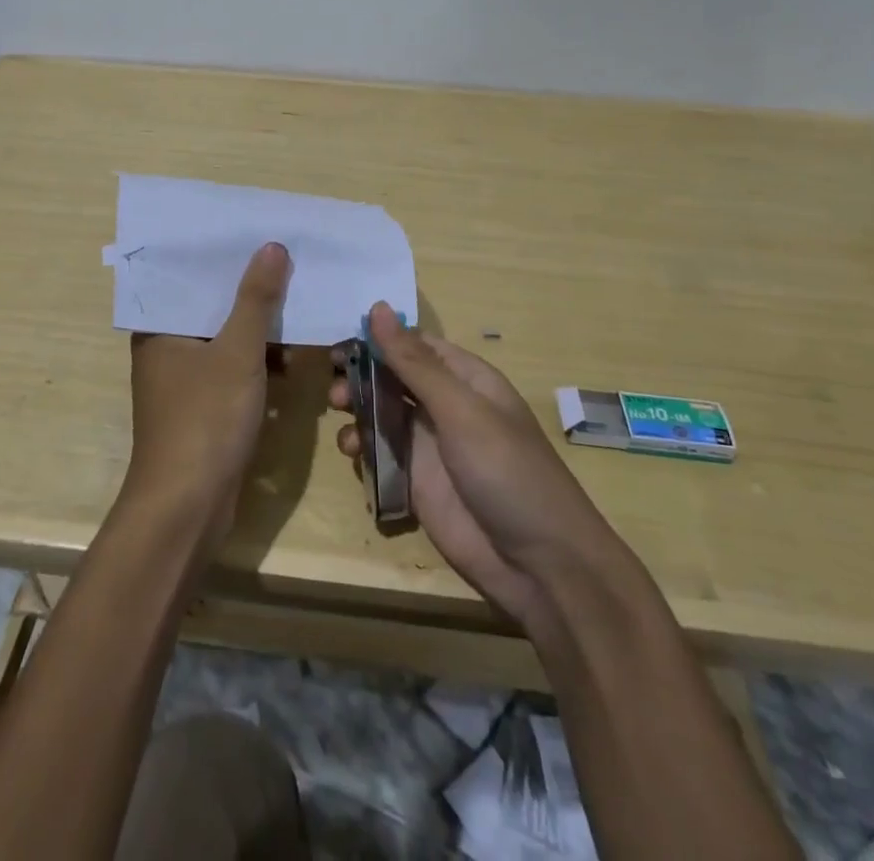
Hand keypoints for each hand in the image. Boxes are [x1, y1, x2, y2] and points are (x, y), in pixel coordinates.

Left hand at [126, 243, 290, 551]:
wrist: (188, 507)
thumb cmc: (205, 419)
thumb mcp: (237, 353)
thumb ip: (256, 300)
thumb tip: (272, 247)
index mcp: (159, 328)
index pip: (190, 277)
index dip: (224, 256)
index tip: (258, 233)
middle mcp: (166, 348)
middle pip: (211, 306)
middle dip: (249, 290)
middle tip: (288, 261)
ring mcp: (184, 380)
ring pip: (225, 338)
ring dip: (258, 328)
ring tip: (298, 302)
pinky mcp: (203, 406)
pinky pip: (232, 368)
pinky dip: (257, 361)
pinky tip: (290, 356)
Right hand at [330, 304, 629, 628]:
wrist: (539, 565)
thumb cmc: (506, 471)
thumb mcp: (460, 410)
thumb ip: (414, 363)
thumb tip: (377, 308)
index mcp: (465, 379)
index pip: (415, 345)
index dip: (378, 339)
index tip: (340, 341)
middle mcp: (445, 406)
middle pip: (393, 377)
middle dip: (361, 376)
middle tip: (334, 384)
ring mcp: (430, 445)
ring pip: (381, 414)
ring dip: (357, 410)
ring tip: (340, 418)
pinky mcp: (416, 482)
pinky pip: (380, 453)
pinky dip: (361, 448)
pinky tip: (352, 453)